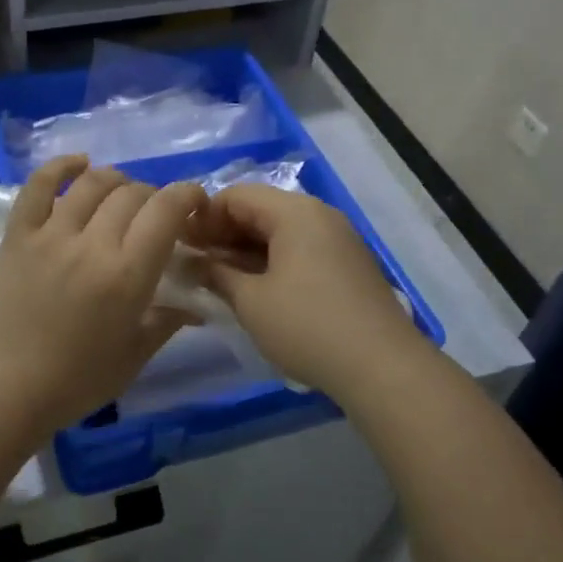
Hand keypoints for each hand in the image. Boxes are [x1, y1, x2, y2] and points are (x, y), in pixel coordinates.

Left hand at [0, 156, 206, 433]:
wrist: (6, 389)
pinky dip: (60, 167)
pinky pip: (38, 186)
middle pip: (132, 193)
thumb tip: (198, 302)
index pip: (166, 210)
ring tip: (122, 193)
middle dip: (153, 196)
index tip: (195, 202)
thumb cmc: (77, 380)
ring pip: (92, 183)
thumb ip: (168, 320)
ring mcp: (51, 235)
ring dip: (116, 180)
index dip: (187, 195)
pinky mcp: (19, 235)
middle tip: (155, 216)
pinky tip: (78, 163)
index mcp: (127, 274)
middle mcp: (92, 244)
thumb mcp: (135, 355)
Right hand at [191, 185, 429, 403]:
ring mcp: (338, 240)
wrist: (382, 366)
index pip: (236, 195)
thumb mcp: (251, 301)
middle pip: (260, 210)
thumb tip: (192, 262)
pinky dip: (273, 262)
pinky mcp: (348, 265)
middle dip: (223, 233)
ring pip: (281, 232)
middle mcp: (319, 215)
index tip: (180, 244)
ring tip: (219, 279)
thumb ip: (216, 274)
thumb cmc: (307, 326)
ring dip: (246, 250)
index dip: (203, 217)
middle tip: (195, 263)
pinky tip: (255, 289)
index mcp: (294, 212)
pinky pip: (301, 249)